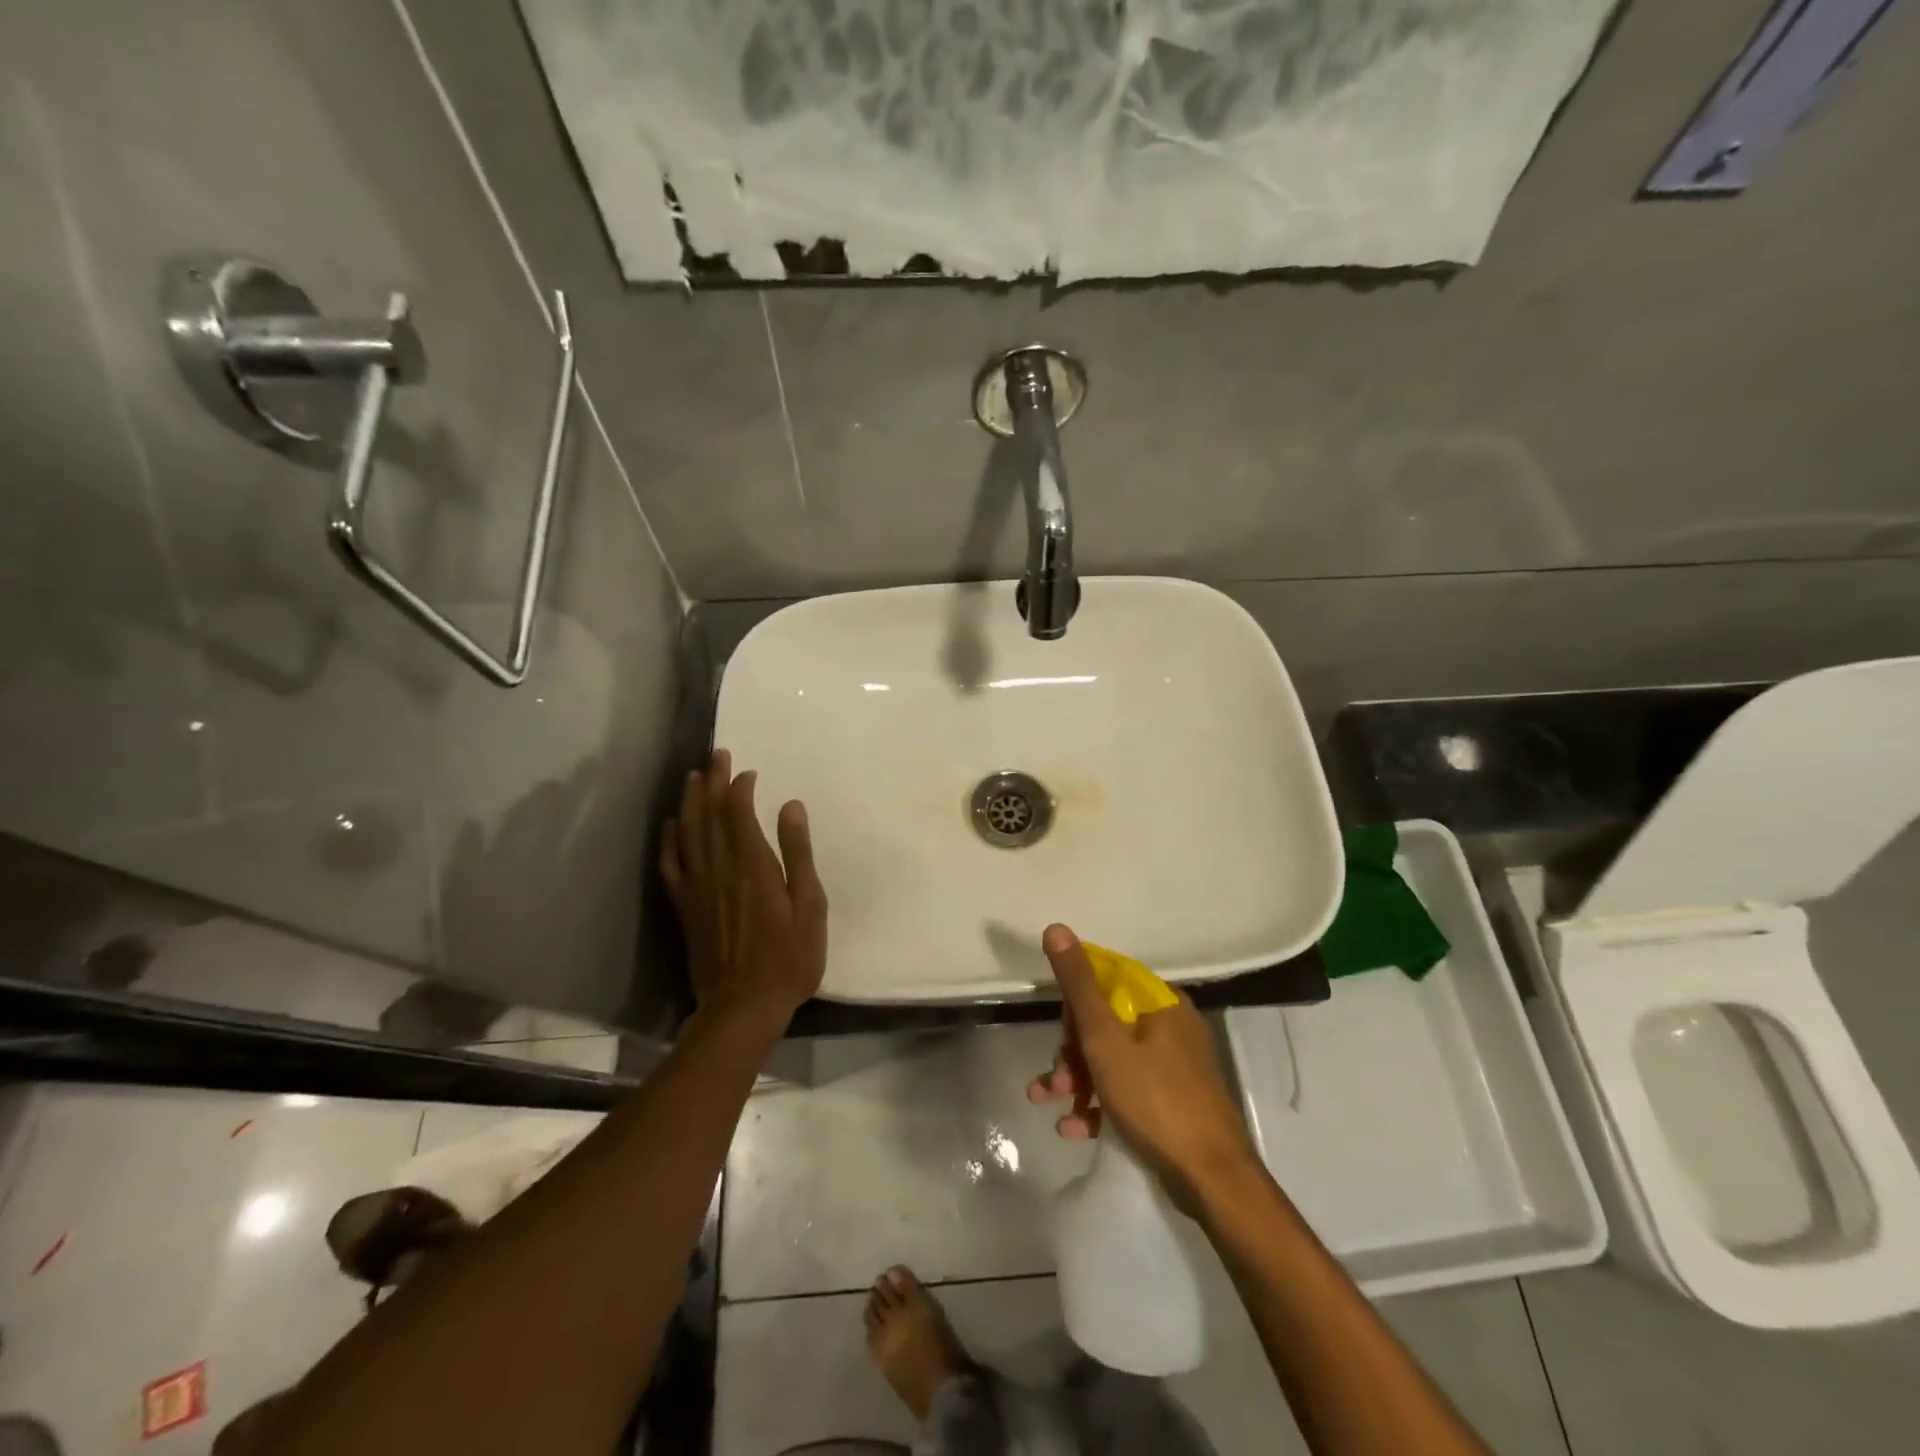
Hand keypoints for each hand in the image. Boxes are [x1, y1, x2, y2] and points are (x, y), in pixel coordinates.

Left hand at [660, 750, 827, 1031]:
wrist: (743, 1006)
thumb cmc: (789, 958)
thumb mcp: (810, 905)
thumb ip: (798, 854)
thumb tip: (791, 806)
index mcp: (752, 865)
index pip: (738, 812)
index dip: (739, 786)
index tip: (746, 769)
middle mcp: (719, 868)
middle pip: (710, 815)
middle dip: (712, 781)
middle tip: (715, 755)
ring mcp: (697, 887)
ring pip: (688, 833)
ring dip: (690, 801)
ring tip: (693, 777)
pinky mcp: (685, 907)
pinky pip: (671, 865)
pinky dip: (669, 840)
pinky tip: (672, 825)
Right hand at [1026, 923, 1261, 1213]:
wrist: (1212, 1180)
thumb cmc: (1155, 1099)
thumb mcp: (1105, 1039)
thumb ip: (1079, 985)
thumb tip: (1057, 927)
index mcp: (1160, 1002)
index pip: (1107, 980)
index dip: (1076, 1003)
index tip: (1060, 1032)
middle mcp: (1171, 1025)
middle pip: (1107, 1021)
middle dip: (1072, 1049)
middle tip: (1054, 1078)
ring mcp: (1175, 1064)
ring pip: (1113, 1058)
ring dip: (1077, 1079)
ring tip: (1049, 1101)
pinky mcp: (1173, 1099)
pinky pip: (1128, 1088)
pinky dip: (1100, 1103)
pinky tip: (1073, 1128)